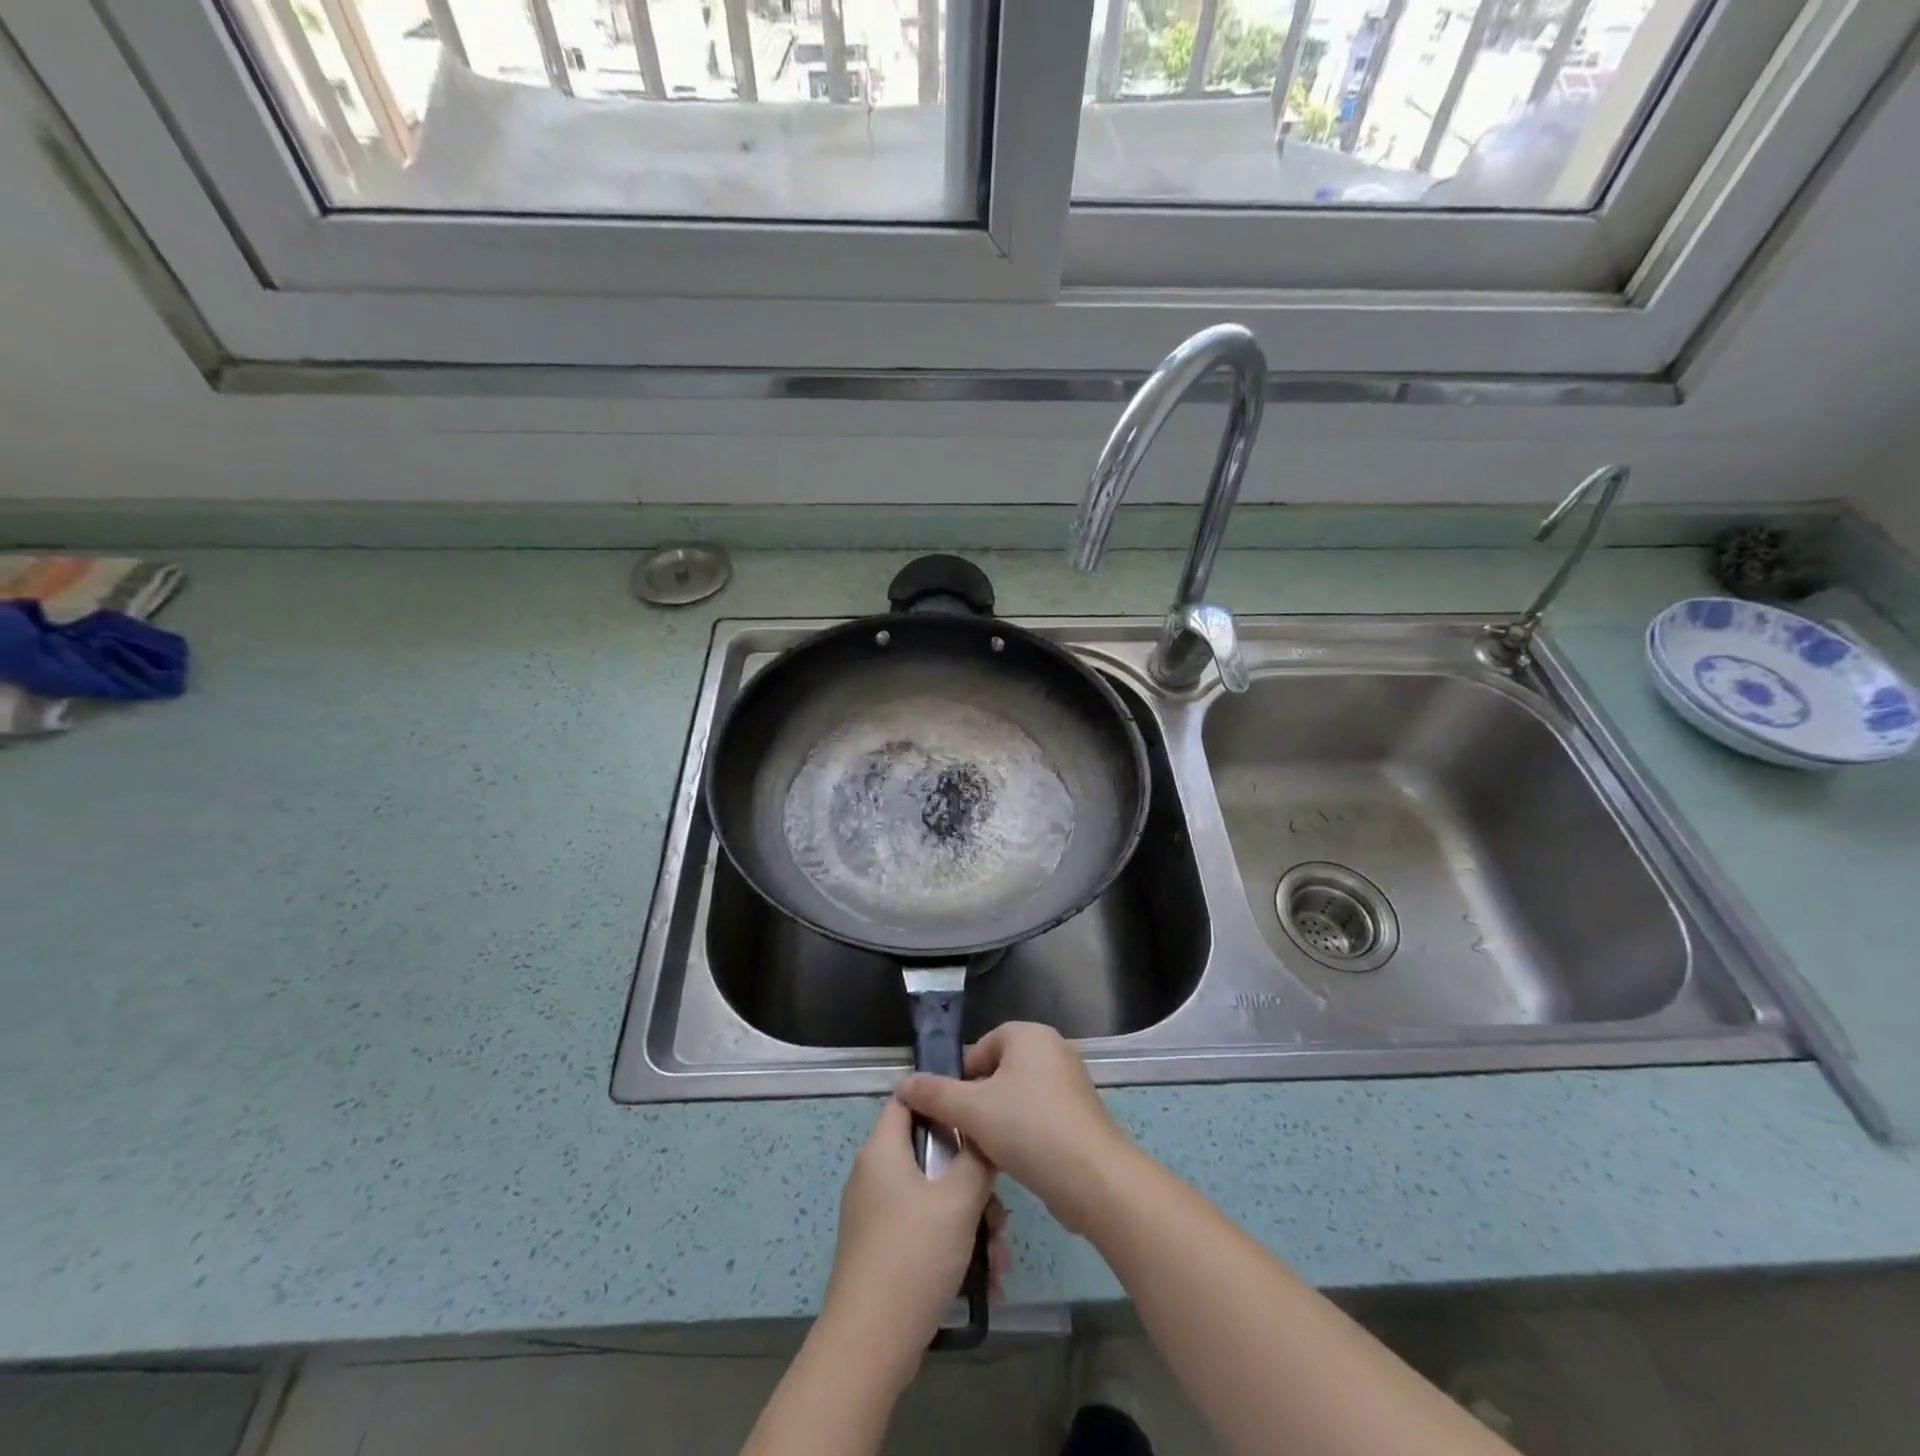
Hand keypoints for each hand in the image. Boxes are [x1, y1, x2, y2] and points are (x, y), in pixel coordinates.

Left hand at [818, 1098, 1005, 1385]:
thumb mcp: (958, 1200)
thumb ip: (977, 1159)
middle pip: (931, 1155)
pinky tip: (986, 1279)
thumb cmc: (913, 1256)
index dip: (943, 1097)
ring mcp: (878, 1216)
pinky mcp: (884, 1251)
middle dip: (972, 1180)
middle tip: (1000, 1208)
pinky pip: (926, 1231)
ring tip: (999, 1256)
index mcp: (882, 1150)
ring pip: (935, 1198)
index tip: (979, 1111)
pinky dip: (955, 1246)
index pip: (909, 1099)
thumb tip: (985, 1136)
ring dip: (972, 1220)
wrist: (869, 1347)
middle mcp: (876, 1175)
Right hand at [896, 1022, 1133, 1236]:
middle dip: (980, 1101)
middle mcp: (1053, 1049)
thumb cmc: (1029, 1128)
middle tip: (968, 1132)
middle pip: (999, 1071)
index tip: (954, 1110)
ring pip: (1019, 1096)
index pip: (982, 1046)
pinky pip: (1040, 1115)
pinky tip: (1016, 1160)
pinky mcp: (1081, 1115)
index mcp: (1029, 1035)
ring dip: (1000, 1121)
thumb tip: (903, 1084)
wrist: (1093, 1178)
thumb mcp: (971, 1110)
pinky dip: (1024, 1133)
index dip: (963, 1077)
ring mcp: (1071, 1082)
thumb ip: (934, 1094)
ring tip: (989, 1150)